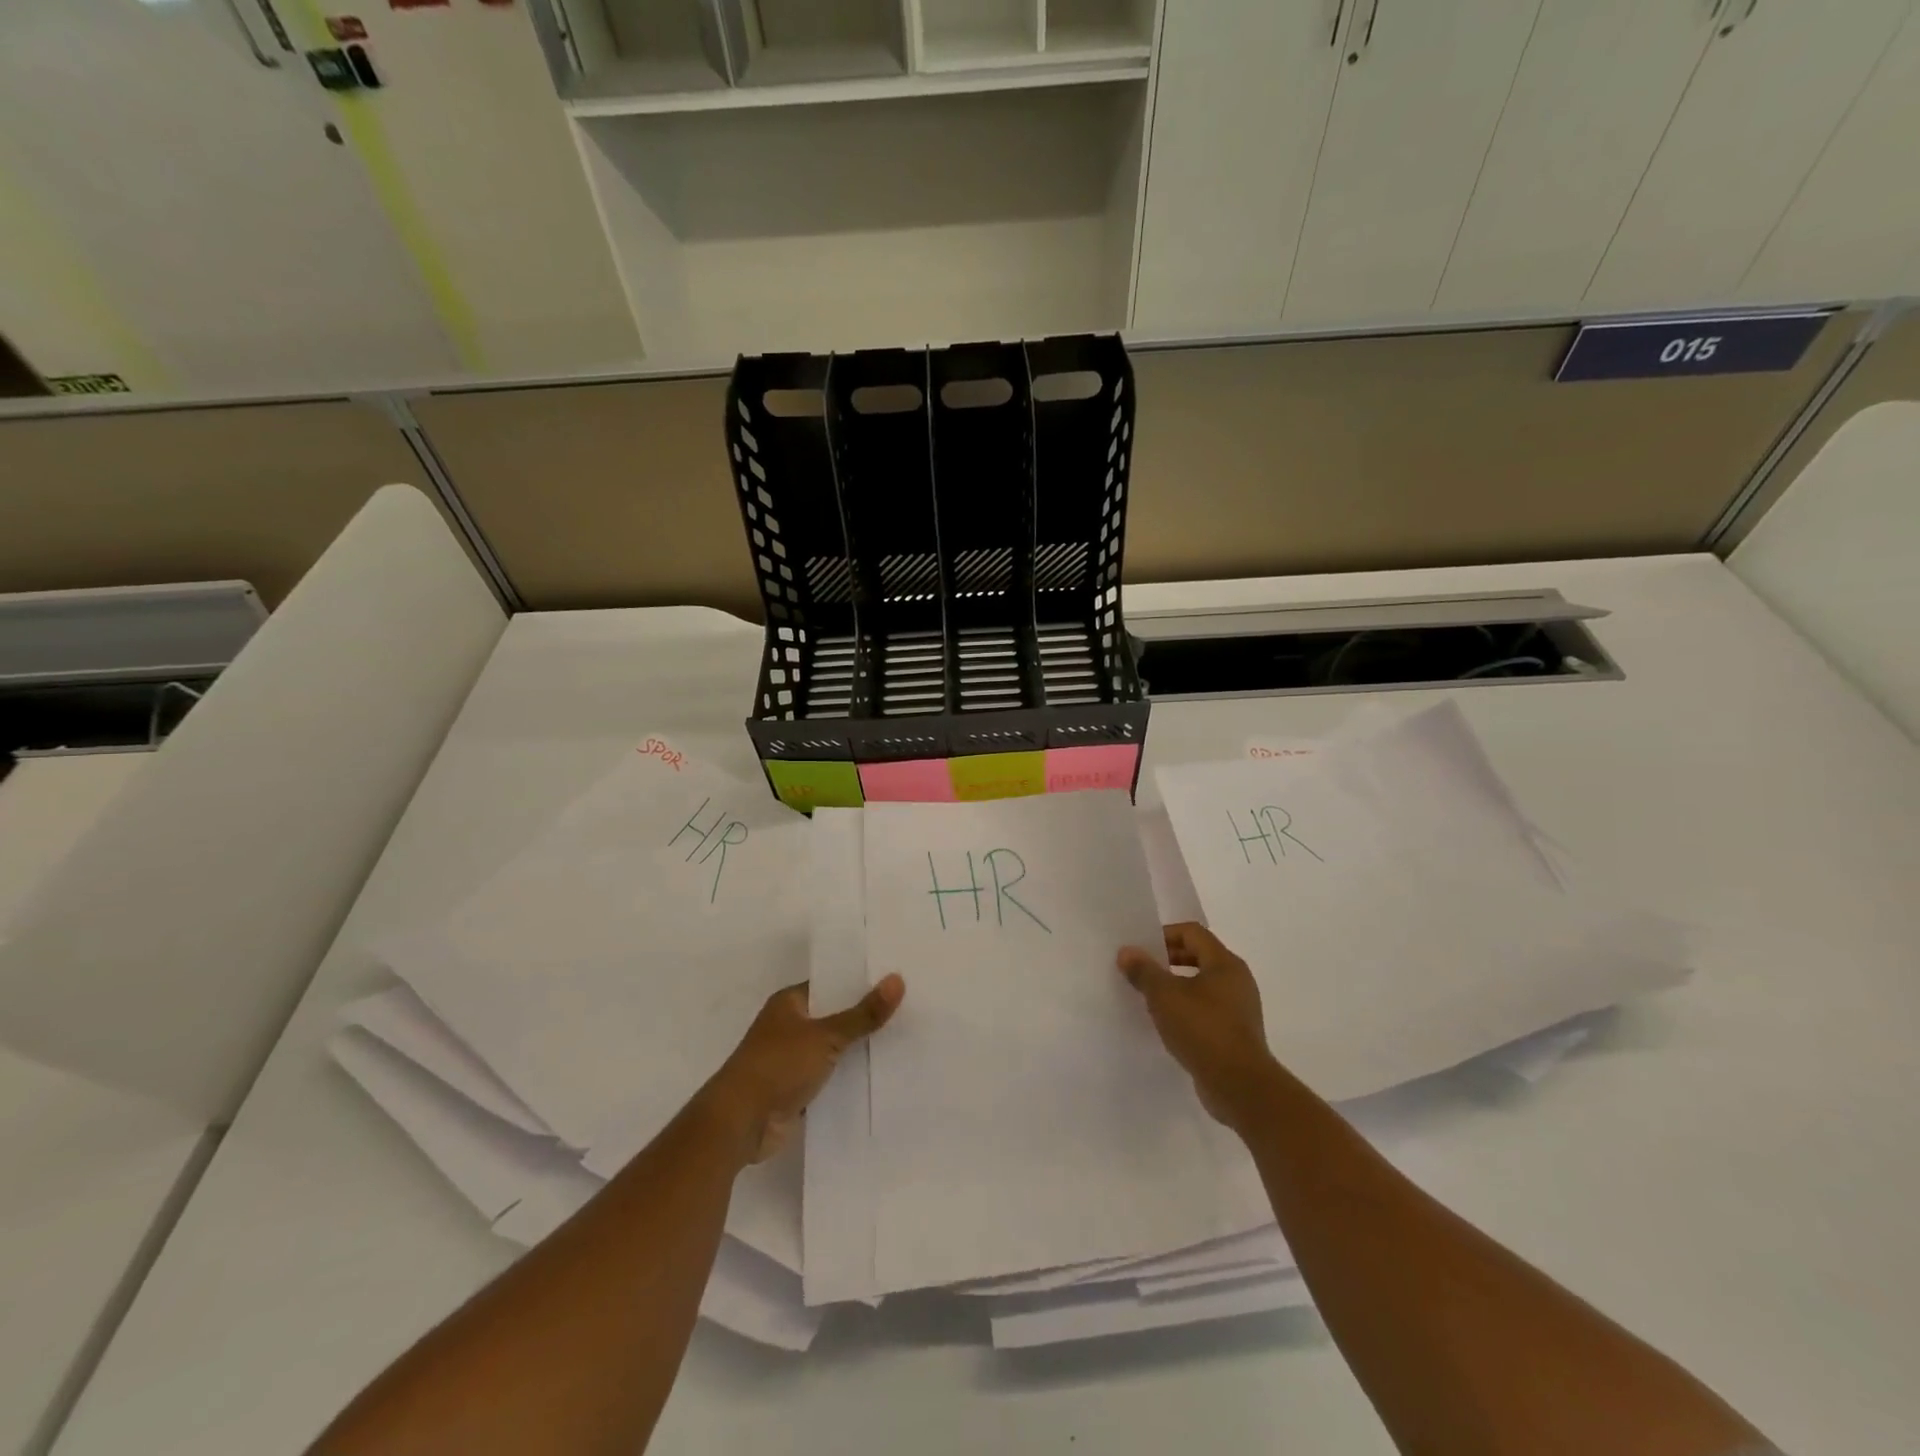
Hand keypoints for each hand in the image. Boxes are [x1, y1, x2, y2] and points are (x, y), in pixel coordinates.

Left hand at [700, 975, 904, 1164]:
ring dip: (858, 1050)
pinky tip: (880, 1077)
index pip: (831, 984)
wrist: (740, 1124)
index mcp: (789, 1003)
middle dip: (864, 1017)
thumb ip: (863, 1014)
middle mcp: (789, 1027)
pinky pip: (829, 1078)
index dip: (860, 982)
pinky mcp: (796, 1091)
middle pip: (834, 1016)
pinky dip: (848, 1079)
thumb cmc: (777, 1066)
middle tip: (909, 1009)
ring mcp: (791, 1060)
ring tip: (903, 1041)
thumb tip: (898, 979)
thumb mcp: (826, 1036)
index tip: (896, 979)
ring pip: (833, 1049)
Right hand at [1118, 923, 1276, 1131]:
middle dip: (1168, 960)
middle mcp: (1237, 980)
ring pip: (1203, 985)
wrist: (1240, 1087)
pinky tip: (1168, 1024)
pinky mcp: (1236, 1034)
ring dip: (1176, 987)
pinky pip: (1207, 1010)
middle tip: (1142, 971)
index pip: (1192, 933)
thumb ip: (1144, 971)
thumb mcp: (1164, 996)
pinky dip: (1187, 1010)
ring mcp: (1239, 1009)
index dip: (1164, 935)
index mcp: (1225, 963)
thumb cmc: (1203, 1030)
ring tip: (1150, 998)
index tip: (1140, 950)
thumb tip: (1127, 952)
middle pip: (1199, 956)